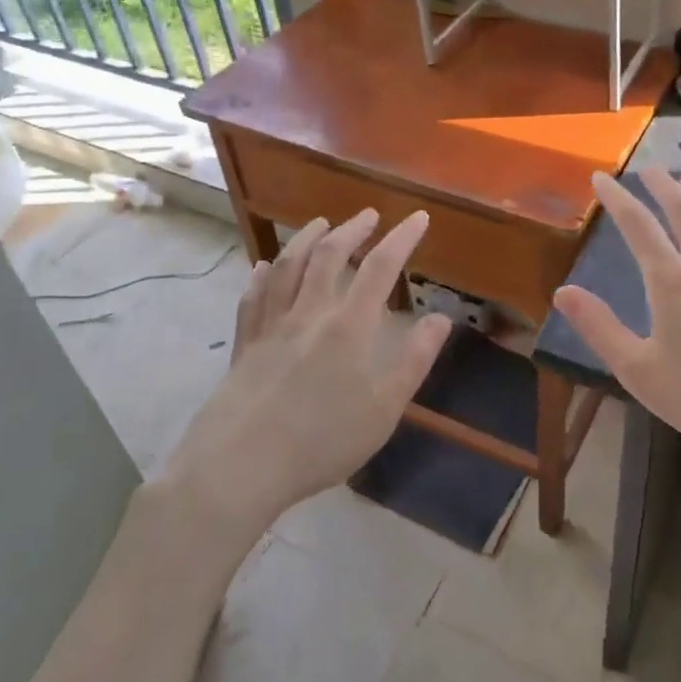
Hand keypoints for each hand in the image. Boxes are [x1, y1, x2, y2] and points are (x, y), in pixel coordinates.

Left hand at [167, 209, 451, 525]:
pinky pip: (252, 297)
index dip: (402, 238)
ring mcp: (271, 326)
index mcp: (347, 327)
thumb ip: (414, 361)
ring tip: (320, 223)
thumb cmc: (320, 442)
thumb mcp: (383, 410)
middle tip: (368, 215)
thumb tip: (441, 319)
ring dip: (305, 238)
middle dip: (352, 229)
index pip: (380, 268)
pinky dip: (261, 275)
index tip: (418, 217)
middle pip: (329, 255)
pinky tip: (264, 266)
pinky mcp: (243, 344)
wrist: (239, 466)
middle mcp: (308, 314)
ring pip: (287, 267)